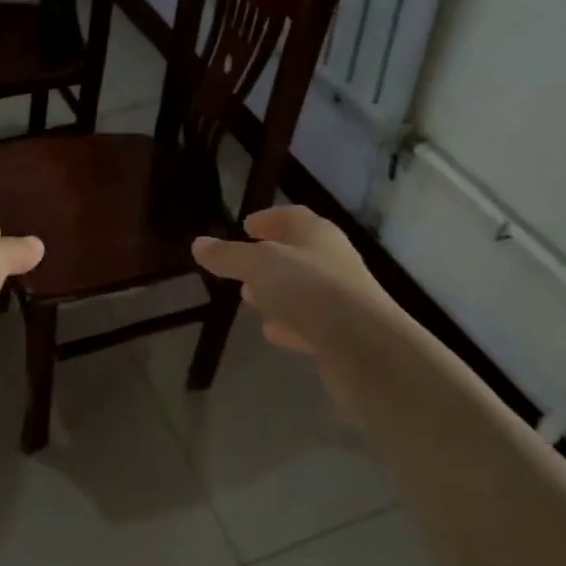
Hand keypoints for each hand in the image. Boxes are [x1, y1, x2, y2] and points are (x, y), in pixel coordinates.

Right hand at [193, 206, 417, 378]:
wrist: (366, 348)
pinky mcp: (344, 334)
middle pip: (297, 253)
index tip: (245, 226)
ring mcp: (341, 298)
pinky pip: (311, 322)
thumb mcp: (257, 266)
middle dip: (268, 258)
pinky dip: (290, 324)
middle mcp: (333, 260)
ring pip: (303, 289)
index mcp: (317, 233)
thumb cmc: (309, 290)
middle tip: (241, 267)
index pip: (292, 216)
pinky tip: (273, 333)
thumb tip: (199, 244)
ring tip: (250, 299)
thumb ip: (228, 255)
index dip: (268, 219)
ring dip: (277, 293)